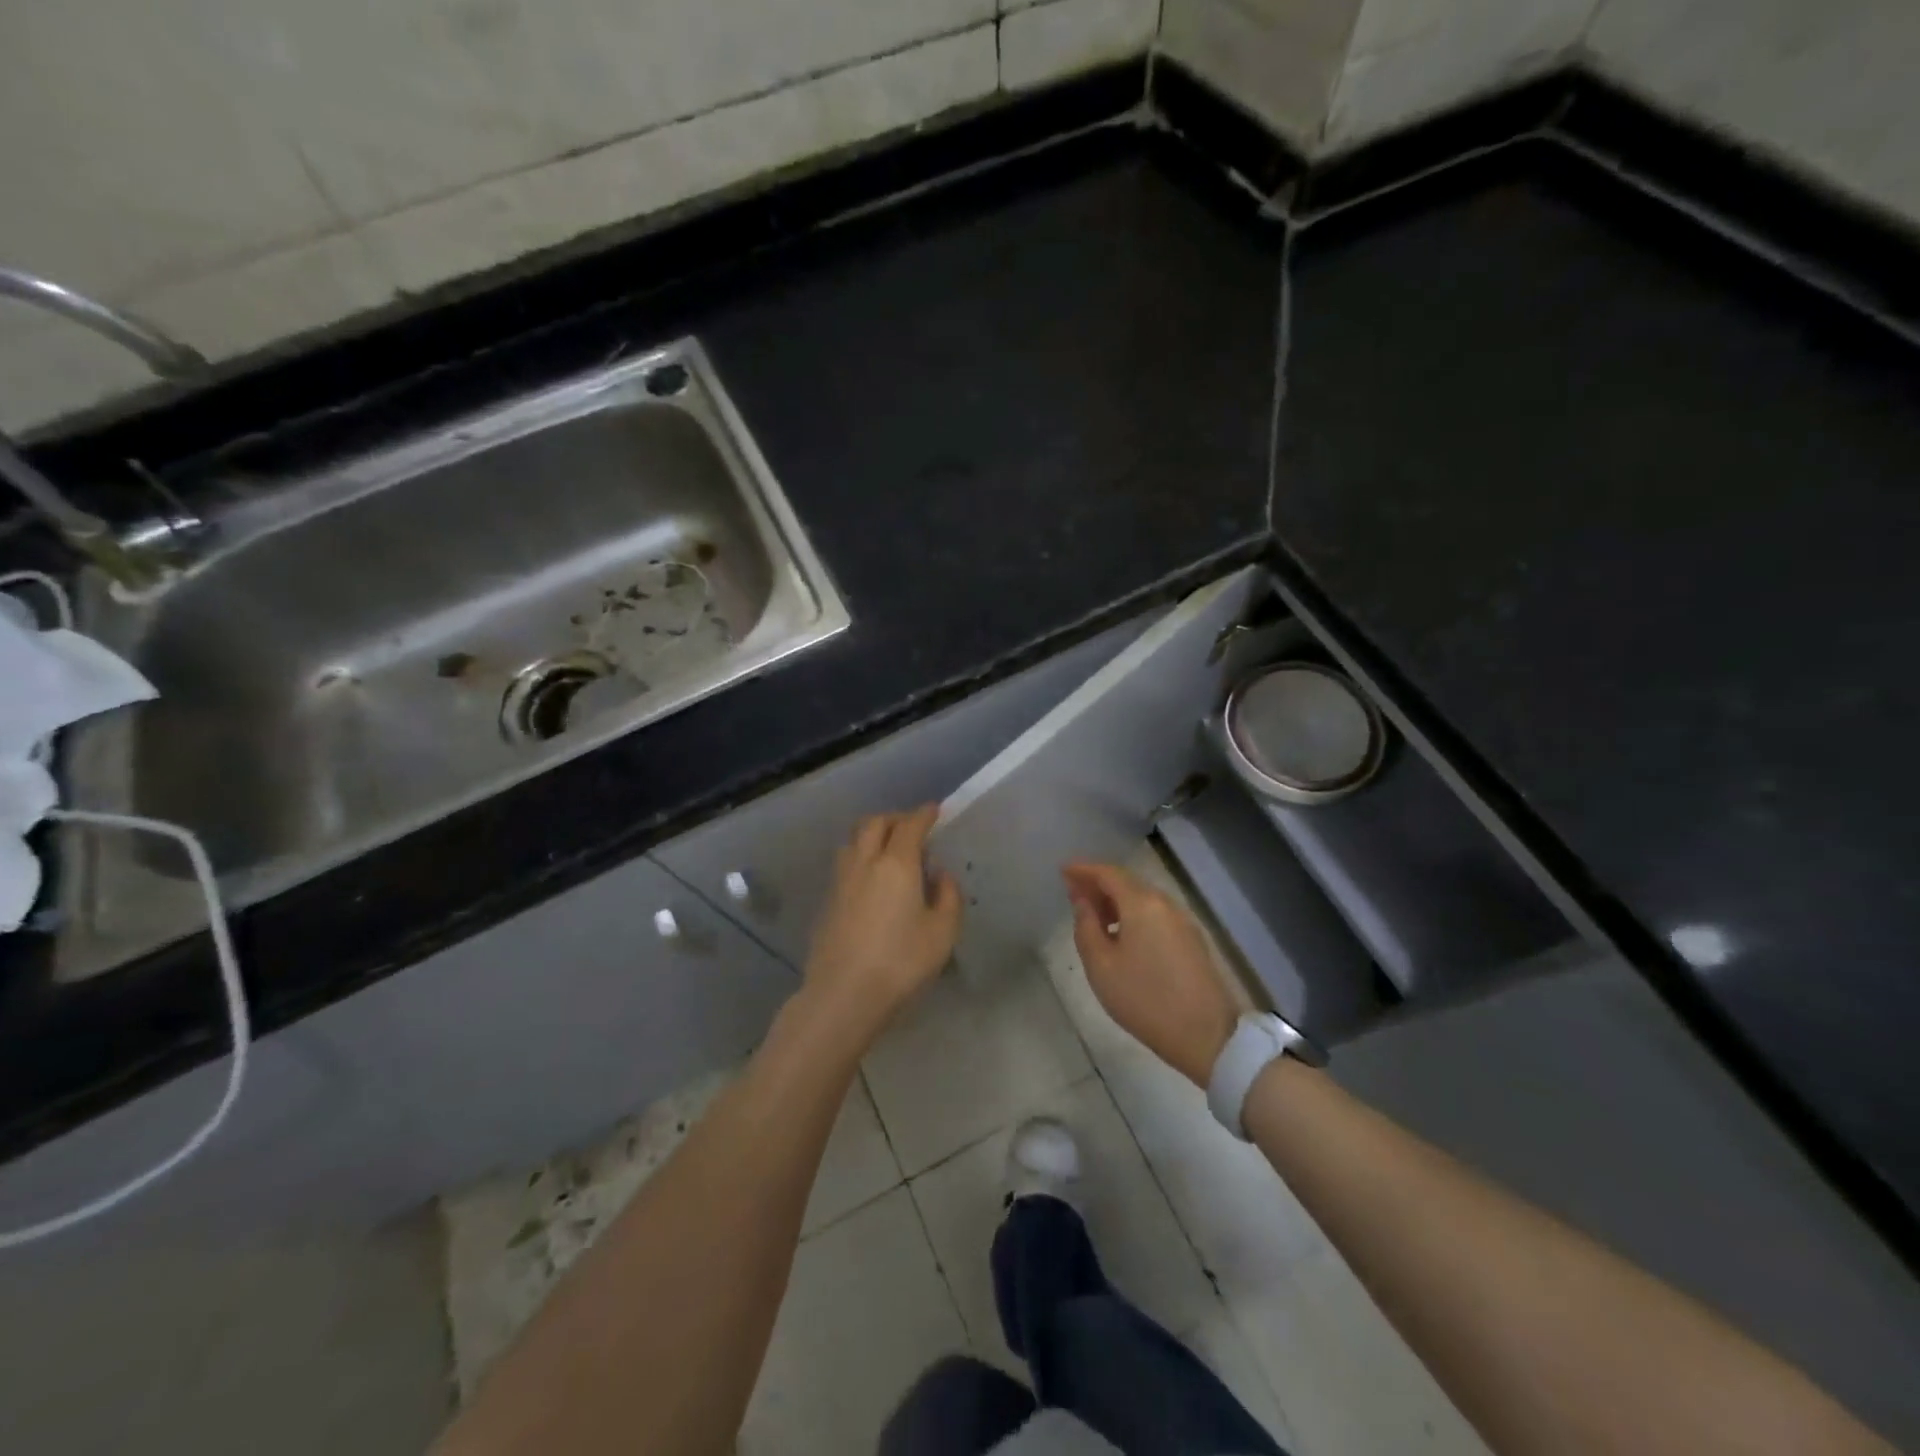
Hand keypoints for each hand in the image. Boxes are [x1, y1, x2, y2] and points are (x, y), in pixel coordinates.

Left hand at [801, 806, 960, 1050]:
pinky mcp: (827, 901)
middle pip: (874, 823)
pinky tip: (870, 879)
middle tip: (911, 827)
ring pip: (853, 840)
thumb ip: (948, 897)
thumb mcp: (942, 933)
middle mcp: (865, 863)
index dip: (924, 814)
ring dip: (871, 834)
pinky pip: (844, 864)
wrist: (843, 994)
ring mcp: (840, 881)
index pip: (910, 825)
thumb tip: (941, 875)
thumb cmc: (901, 962)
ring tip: (887, 849)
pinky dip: (860, 857)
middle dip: (894, 818)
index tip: (934, 810)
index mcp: (896, 864)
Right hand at [1063, 861, 1238, 1086]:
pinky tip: (1122, 935)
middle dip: (1099, 884)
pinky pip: (1155, 915)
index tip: (1063, 870)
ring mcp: (1182, 921)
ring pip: (1142, 899)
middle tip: (1074, 894)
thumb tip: (1083, 901)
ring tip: (1094, 917)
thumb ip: (1086, 927)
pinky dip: (1133, 915)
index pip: (1108, 873)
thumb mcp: (1101, 965)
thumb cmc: (1145, 999)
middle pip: (1127, 883)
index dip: (1083, 869)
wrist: (1207, 1034)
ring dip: (1116, 901)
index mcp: (1141, 904)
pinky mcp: (1192, 940)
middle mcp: (1165, 904)